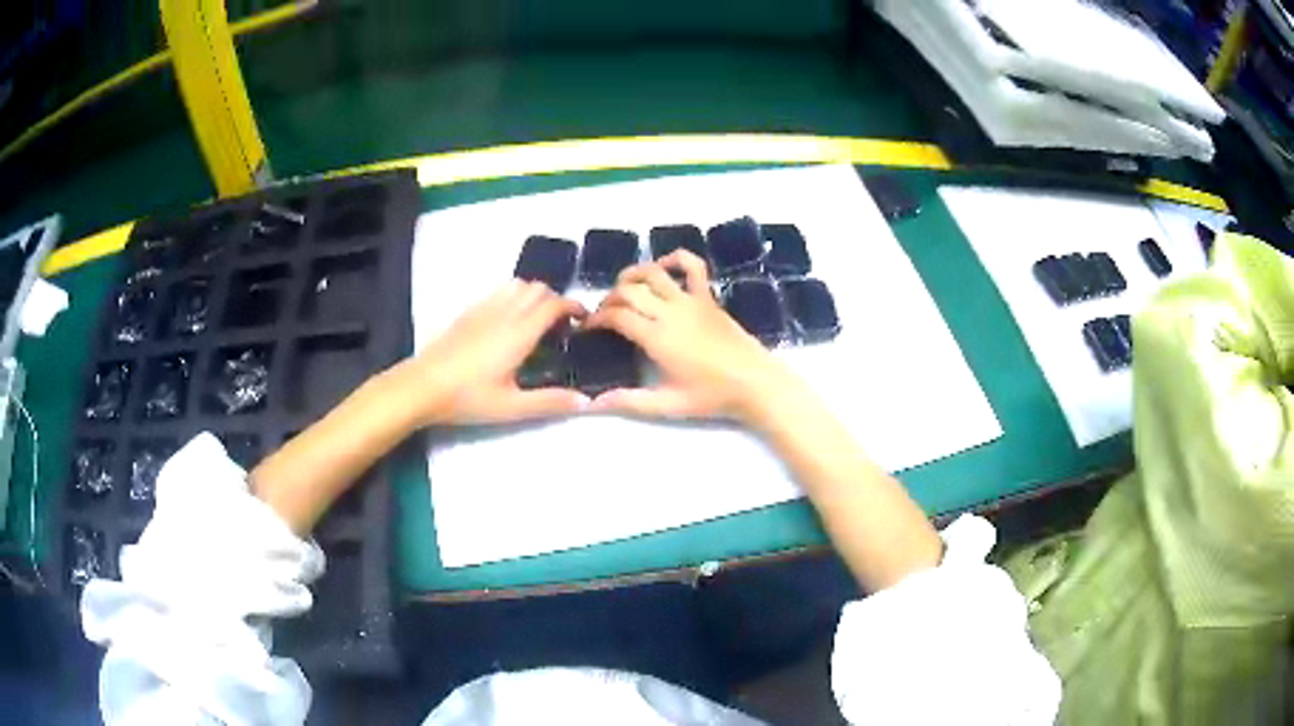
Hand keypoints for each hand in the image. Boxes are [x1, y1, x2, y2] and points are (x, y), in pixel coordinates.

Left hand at [399, 280, 588, 424]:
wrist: (423, 386)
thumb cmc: (469, 398)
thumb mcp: (512, 407)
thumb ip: (550, 402)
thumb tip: (586, 402)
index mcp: (519, 332)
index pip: (554, 304)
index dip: (574, 307)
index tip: (584, 320)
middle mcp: (505, 313)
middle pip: (539, 288)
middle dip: (556, 301)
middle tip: (561, 327)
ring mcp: (485, 309)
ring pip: (519, 285)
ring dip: (535, 296)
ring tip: (537, 321)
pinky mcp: (469, 312)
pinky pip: (500, 291)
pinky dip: (515, 296)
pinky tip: (510, 322)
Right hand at [585, 250, 795, 420]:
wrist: (755, 383)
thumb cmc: (711, 397)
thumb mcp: (667, 405)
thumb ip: (629, 401)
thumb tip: (593, 404)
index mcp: (657, 338)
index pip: (617, 315)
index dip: (596, 319)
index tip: (587, 328)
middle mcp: (671, 312)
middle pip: (629, 290)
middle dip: (609, 298)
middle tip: (604, 314)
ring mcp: (691, 301)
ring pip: (653, 272)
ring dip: (632, 275)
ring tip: (623, 288)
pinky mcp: (708, 298)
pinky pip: (692, 267)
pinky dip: (675, 258)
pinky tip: (664, 268)